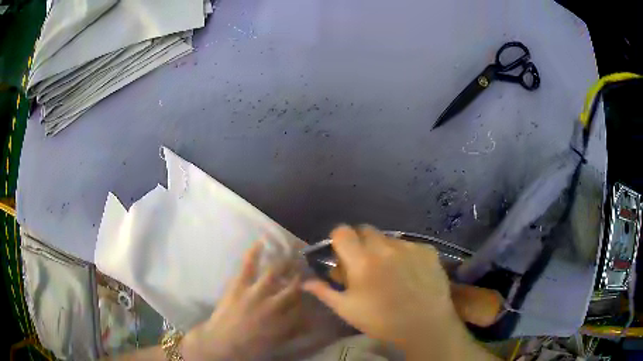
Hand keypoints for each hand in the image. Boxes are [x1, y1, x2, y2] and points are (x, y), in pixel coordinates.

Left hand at [182, 241, 302, 359]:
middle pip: (293, 286)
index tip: (310, 289)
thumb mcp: (276, 342)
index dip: (307, 296)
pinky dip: (254, 252)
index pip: (302, 305)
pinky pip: (248, 265)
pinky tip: (261, 242)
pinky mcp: (240, 285)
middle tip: (304, 266)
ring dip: (284, 262)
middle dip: (300, 276)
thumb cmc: (249, 346)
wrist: (222, 342)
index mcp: (284, 320)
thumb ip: (292, 330)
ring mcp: (256, 292)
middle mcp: (275, 304)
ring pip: (275, 273)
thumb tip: (307, 321)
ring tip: (291, 252)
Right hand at [302, 225, 496, 360]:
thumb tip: (305, 282)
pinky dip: (405, 254)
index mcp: (362, 261)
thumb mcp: (347, 310)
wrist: (425, 326)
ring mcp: (409, 246)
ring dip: (383, 249)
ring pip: (388, 238)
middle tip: (364, 264)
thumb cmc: (381, 321)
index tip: (342, 254)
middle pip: (366, 230)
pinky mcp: (428, 250)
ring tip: (390, 271)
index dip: (338, 239)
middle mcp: (385, 247)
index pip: (342, 231)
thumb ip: (325, 292)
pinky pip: (410, 245)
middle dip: (360, 242)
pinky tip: (410, 272)